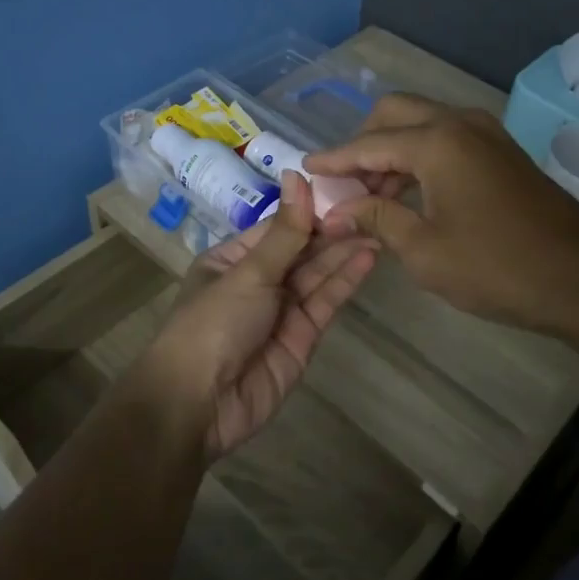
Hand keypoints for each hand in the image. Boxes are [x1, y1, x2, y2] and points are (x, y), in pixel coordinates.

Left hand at [141, 171, 378, 458]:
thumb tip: (297, 175)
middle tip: (372, 206)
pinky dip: (345, 281)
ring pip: (317, 275)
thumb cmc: (213, 323)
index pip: (278, 227)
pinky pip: (325, 303)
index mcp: (233, 259)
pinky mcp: (302, 338)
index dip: (310, 209)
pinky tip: (368, 257)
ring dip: (345, 252)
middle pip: (301, 250)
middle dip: (333, 231)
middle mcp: (258, 281)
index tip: (345, 187)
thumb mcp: (248, 272)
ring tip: (379, 226)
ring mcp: (281, 311)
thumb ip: (285, 232)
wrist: (199, 404)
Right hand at [306, 94, 578, 333]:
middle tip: (345, 182)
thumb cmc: (497, 267)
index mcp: (437, 142)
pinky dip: (420, 155)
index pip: (368, 144)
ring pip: (422, 123)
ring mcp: (486, 133)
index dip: (334, 159)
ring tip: (371, 195)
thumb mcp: (424, 250)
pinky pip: (446, 137)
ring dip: (392, 150)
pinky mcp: (501, 150)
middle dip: (362, 142)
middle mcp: (459, 123)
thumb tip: (339, 211)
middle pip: (394, 113)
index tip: (306, 168)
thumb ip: (377, 219)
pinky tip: (409, 192)